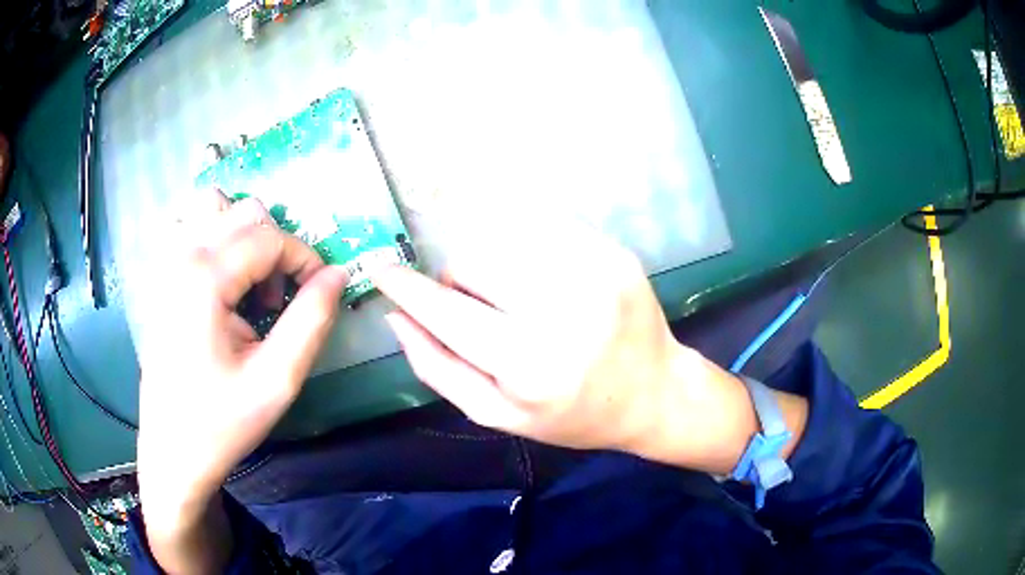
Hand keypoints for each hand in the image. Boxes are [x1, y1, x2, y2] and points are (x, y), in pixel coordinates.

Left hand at [137, 191, 347, 570]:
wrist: (172, 451)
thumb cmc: (222, 422)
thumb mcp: (276, 380)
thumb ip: (311, 320)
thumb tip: (337, 274)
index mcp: (205, 278)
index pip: (270, 236)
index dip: (305, 259)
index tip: (318, 296)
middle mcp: (181, 256)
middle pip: (245, 213)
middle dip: (276, 249)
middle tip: (276, 303)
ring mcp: (165, 264)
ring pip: (215, 209)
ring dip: (245, 236)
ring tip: (249, 284)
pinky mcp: (160, 278)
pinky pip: (193, 228)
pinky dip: (218, 240)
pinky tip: (222, 285)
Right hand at [374, 212, 705, 452]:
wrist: (653, 393)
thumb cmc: (571, 415)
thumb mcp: (499, 414)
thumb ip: (439, 368)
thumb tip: (397, 318)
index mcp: (530, 365)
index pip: (447, 311)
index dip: (407, 288)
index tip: (381, 270)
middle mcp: (563, 311)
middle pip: (473, 262)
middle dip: (462, 282)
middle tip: (484, 310)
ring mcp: (595, 273)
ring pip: (504, 239)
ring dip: (494, 264)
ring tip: (519, 297)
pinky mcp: (614, 253)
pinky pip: (545, 229)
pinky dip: (528, 250)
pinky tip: (547, 280)